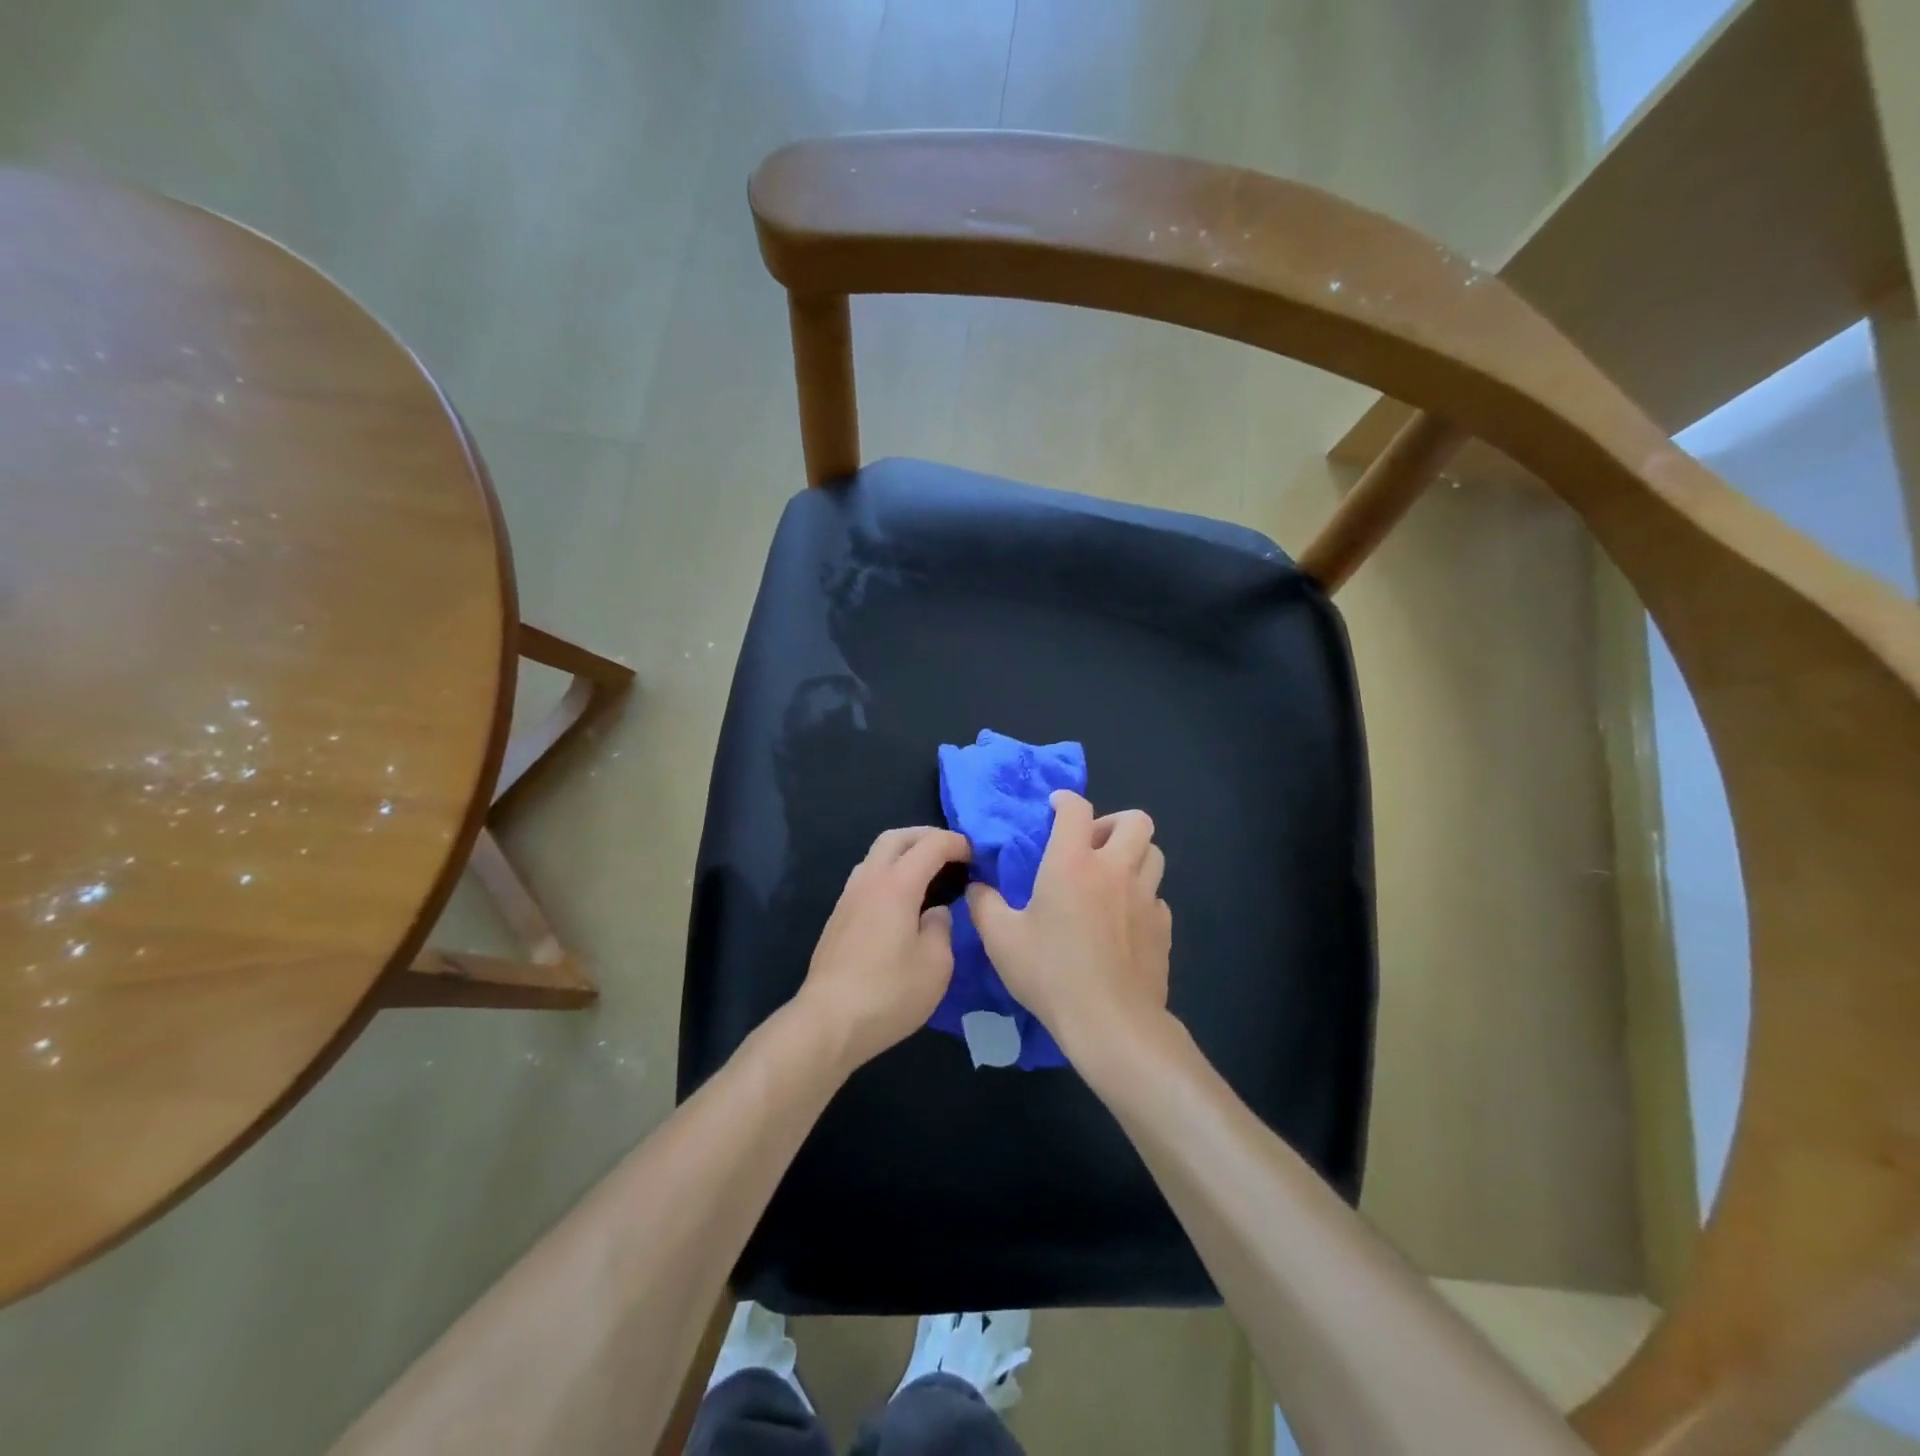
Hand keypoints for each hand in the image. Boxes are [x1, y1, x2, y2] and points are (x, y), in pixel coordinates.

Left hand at [797, 826, 971, 1071]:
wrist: (828, 1023)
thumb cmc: (889, 993)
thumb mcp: (936, 964)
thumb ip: (941, 927)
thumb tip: (934, 912)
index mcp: (897, 884)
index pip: (931, 845)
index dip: (956, 843)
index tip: (975, 854)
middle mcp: (869, 881)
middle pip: (895, 838)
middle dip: (925, 836)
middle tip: (950, 852)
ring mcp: (848, 898)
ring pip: (875, 856)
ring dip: (903, 854)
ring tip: (927, 875)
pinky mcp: (837, 919)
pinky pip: (866, 879)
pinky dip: (888, 875)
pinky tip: (902, 903)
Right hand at [966, 791, 1171, 1057]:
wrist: (1110, 1022)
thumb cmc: (1051, 974)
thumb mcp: (1001, 940)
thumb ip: (984, 905)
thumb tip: (977, 886)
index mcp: (1073, 863)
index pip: (1076, 809)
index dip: (1065, 800)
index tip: (1055, 807)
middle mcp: (1115, 870)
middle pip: (1135, 821)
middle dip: (1113, 823)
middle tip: (1092, 846)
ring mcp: (1146, 897)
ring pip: (1154, 853)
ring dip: (1133, 855)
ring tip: (1111, 877)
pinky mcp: (1163, 926)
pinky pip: (1157, 895)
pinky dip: (1142, 895)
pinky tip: (1123, 920)